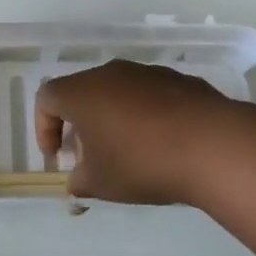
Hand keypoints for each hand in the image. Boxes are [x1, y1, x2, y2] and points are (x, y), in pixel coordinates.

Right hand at [34, 61, 246, 204]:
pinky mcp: (176, 79)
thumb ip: (79, 181)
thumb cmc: (142, 163)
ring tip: (128, 152)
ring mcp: (145, 72)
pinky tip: (162, 144)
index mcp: (82, 92)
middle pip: (82, 91)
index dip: (44, 127)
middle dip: (79, 123)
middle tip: (89, 156)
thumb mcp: (101, 183)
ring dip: (113, 117)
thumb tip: (77, 180)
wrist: (211, 144)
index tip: (57, 156)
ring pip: (116, 91)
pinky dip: (144, 115)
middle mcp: (109, 73)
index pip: (47, 98)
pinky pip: (148, 95)